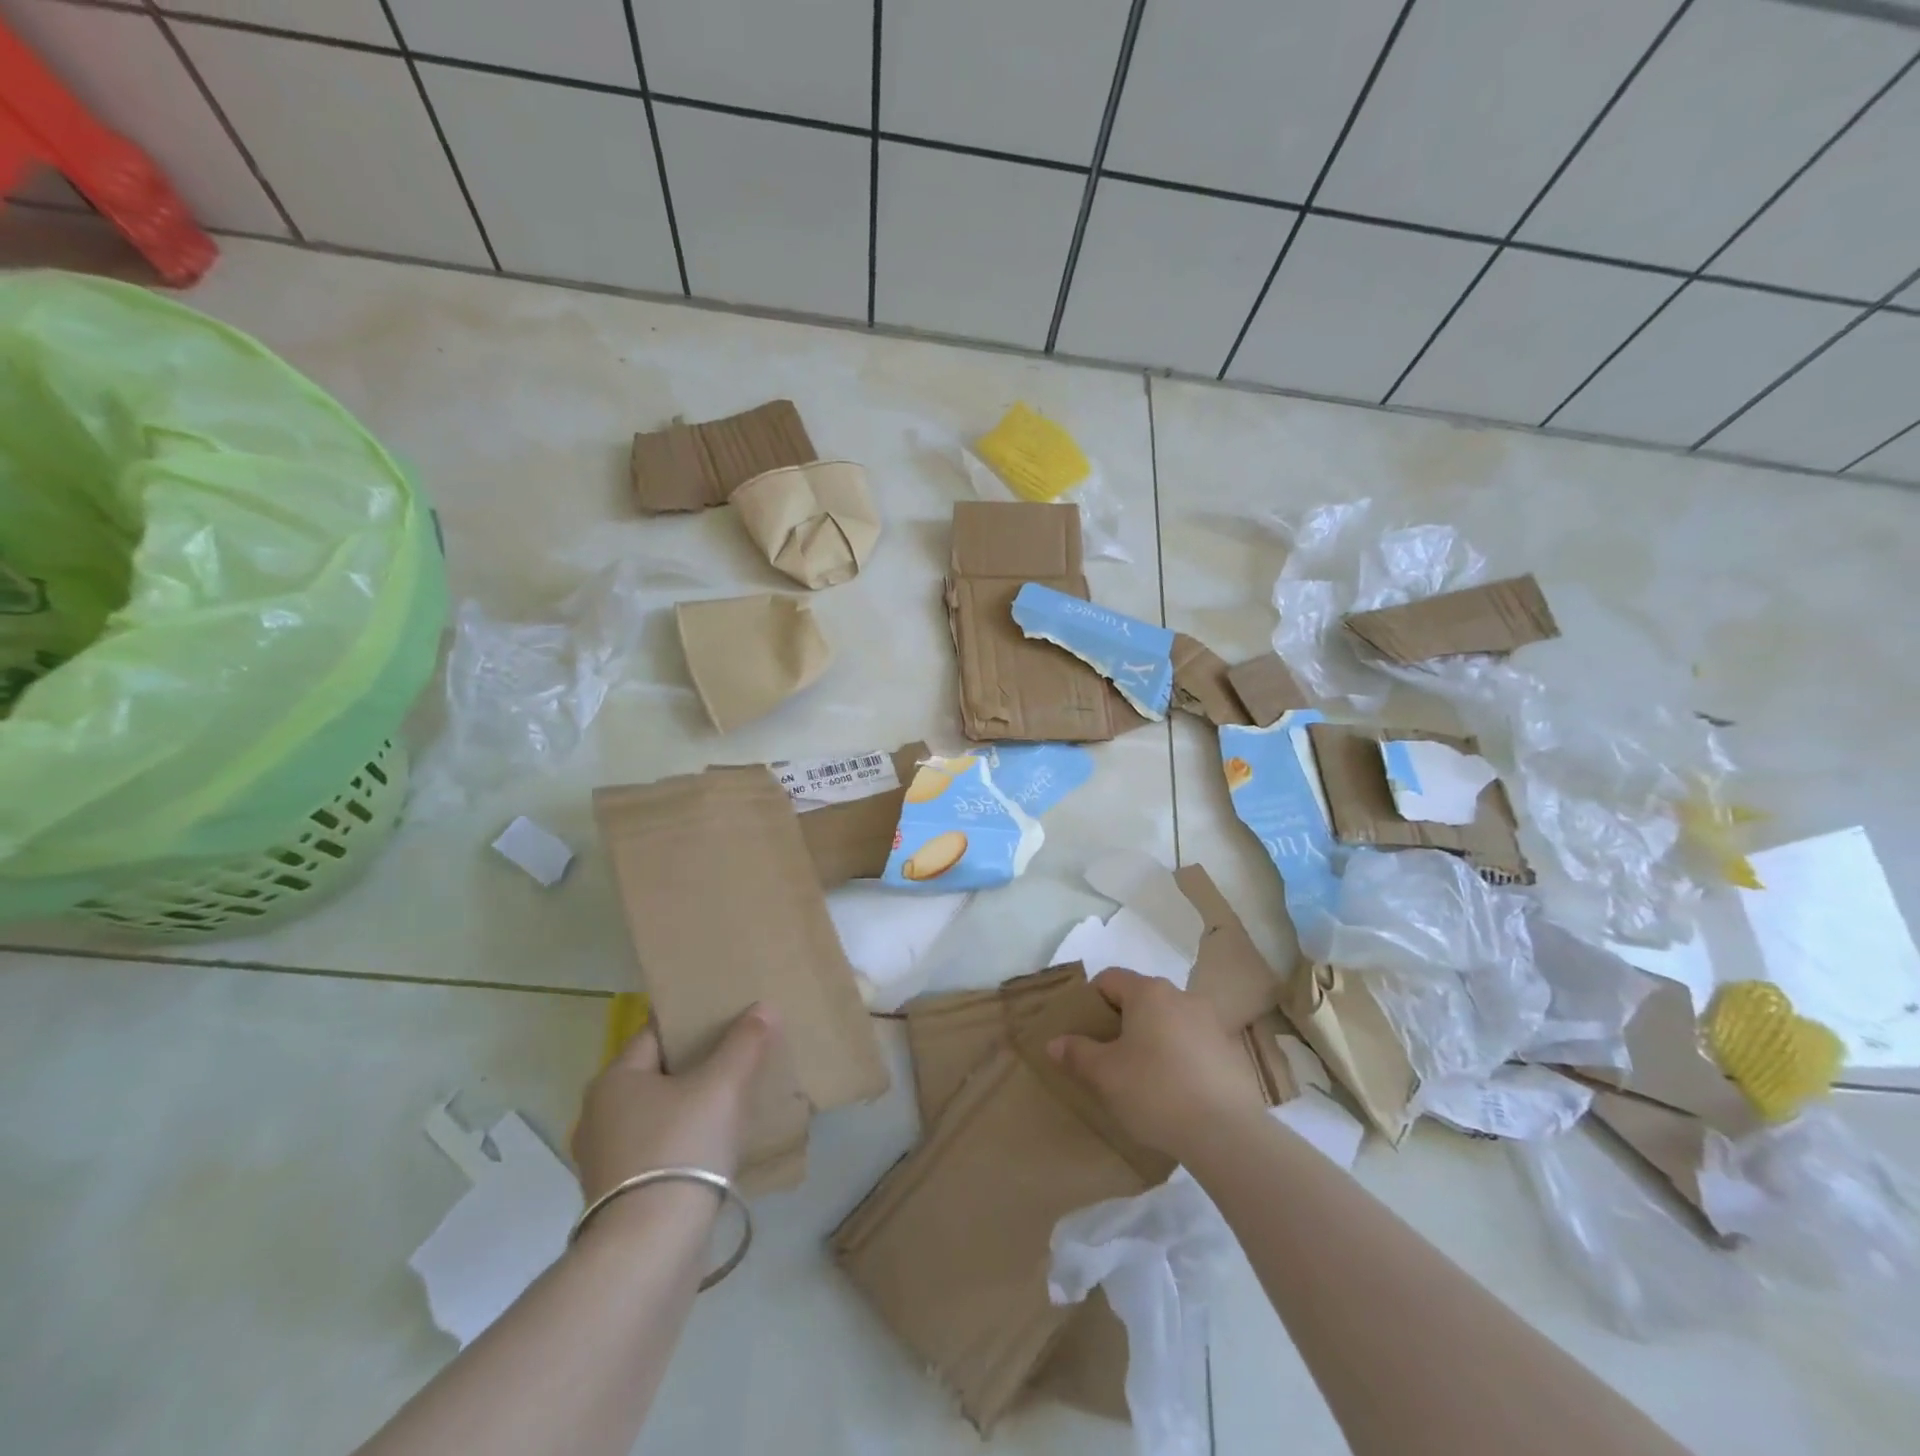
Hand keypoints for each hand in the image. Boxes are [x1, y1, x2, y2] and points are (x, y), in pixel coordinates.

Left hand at [572, 1004, 779, 1200]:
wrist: (651, 1250)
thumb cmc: (681, 1149)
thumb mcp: (722, 1086)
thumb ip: (744, 1043)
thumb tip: (763, 1008)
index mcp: (613, 1081)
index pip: (656, 1032)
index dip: (693, 1019)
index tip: (728, 1013)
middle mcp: (600, 1116)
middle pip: (659, 1073)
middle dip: (698, 1063)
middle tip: (740, 1051)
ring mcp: (607, 1161)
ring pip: (660, 1114)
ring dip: (694, 1104)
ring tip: (737, 1096)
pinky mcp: (622, 1197)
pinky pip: (661, 1150)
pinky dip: (687, 1140)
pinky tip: (720, 1143)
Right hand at [1048, 968, 1264, 1160]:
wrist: (1226, 1133)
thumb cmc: (1155, 1091)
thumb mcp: (1105, 1074)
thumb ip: (1077, 1053)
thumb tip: (1055, 1042)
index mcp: (1149, 992)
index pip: (1110, 979)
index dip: (1092, 1000)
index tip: (1085, 1032)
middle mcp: (1181, 996)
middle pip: (1141, 998)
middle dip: (1123, 1021)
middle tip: (1109, 1056)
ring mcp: (1211, 1022)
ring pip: (1169, 1021)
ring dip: (1153, 1039)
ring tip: (1143, 1077)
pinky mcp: (1231, 1051)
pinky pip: (1194, 1044)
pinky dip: (1179, 1057)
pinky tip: (1175, 1091)